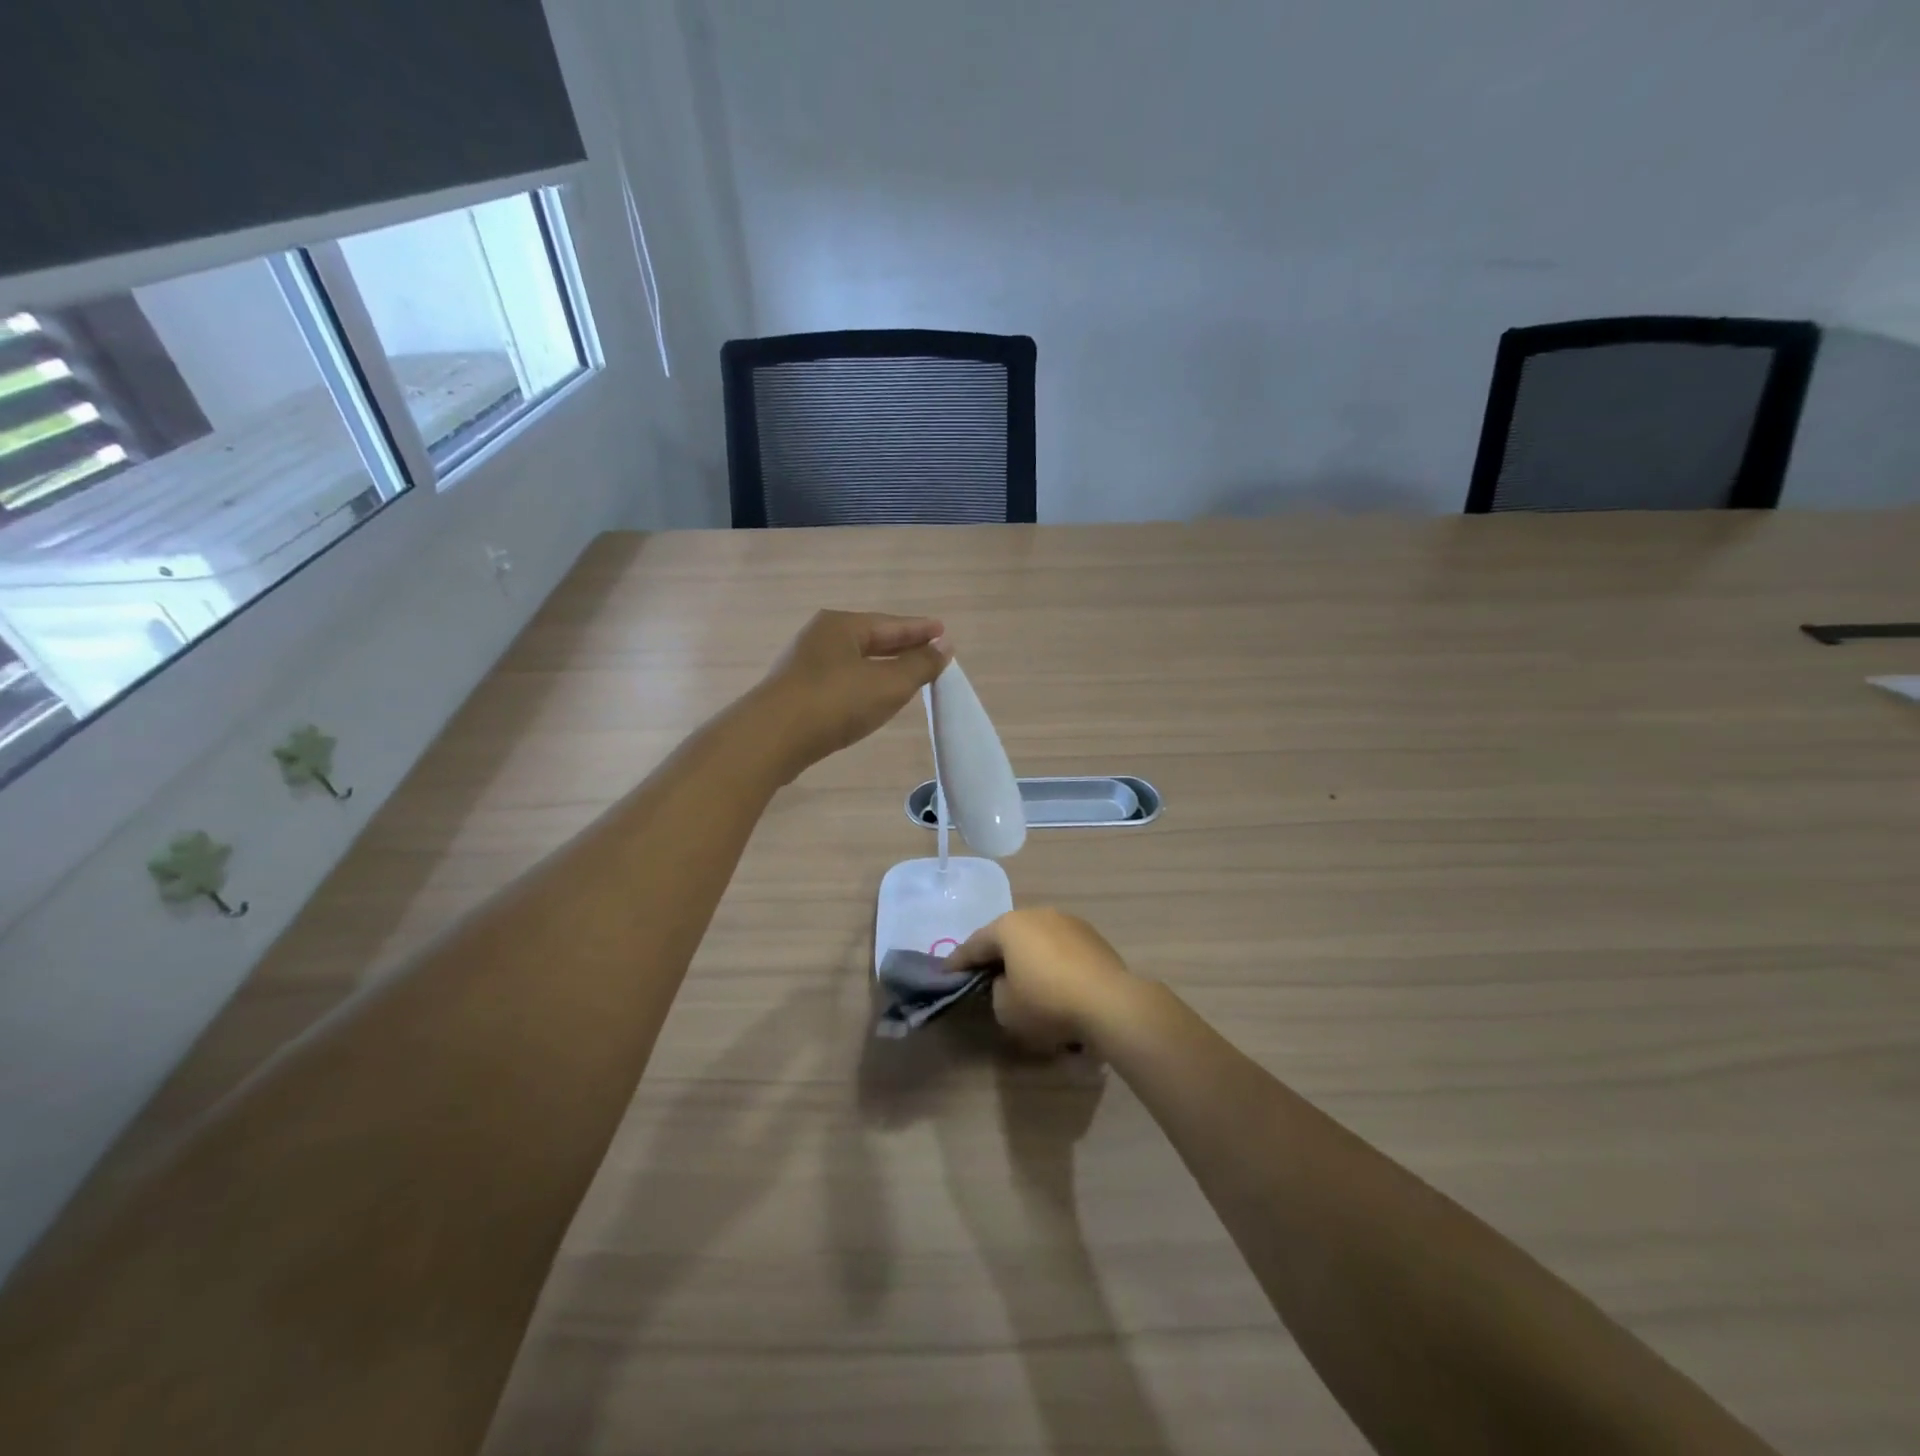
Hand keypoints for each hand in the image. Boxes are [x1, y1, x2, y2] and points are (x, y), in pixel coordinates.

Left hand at [757, 610, 950, 774]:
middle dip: (901, 646)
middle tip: (929, 652)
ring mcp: (804, 665)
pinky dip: (863, 684)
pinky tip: (870, 697)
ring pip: (854, 661)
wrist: (771, 738)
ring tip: (905, 675)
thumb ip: (920, 665)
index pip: (891, 624)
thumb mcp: (888, 684)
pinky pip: (841, 681)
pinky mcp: (796, 693)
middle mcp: (820, 637)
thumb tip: (945, 646)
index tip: (943, 632)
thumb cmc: (834, 702)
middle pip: (871, 639)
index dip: (920, 630)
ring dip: (881, 666)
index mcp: (841, 625)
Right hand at [947, 908, 1137, 1052]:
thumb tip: (1008, 982)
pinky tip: (1053, 982)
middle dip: (994, 954)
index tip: (945, 972)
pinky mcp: (1092, 937)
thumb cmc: (1048, 1003)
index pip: (975, 944)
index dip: (958, 961)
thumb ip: (996, 990)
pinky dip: (1051, 963)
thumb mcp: (1005, 1008)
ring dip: (1026, 957)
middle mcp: (1037, 914)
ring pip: (1036, 939)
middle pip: (1007, 935)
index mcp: (1010, 926)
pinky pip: (1060, 949)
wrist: (1110, 1003)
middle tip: (982, 973)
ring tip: (1021, 978)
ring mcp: (1068, 922)